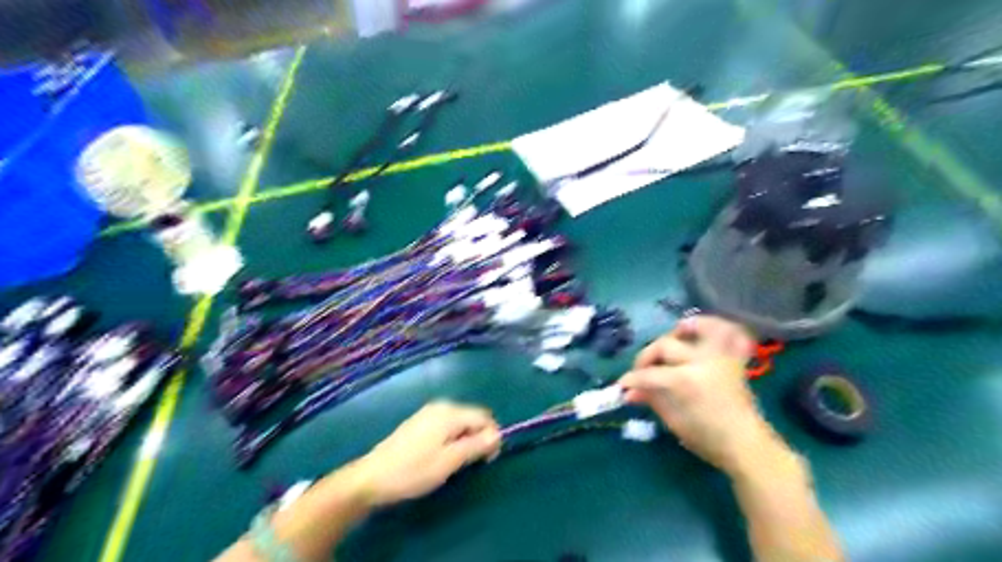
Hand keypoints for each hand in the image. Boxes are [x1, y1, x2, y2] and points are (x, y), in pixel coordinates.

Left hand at [350, 401, 501, 505]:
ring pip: (459, 423)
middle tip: (469, 465)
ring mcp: (428, 413)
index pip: (484, 417)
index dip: (492, 436)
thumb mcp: (450, 460)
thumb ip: (476, 445)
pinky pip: (446, 426)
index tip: (487, 460)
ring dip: (465, 440)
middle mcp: (441, 406)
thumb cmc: (414, 470)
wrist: (371, 477)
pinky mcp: (419, 423)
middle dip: (478, 438)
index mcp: (450, 412)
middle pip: (472, 418)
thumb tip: (498, 435)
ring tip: (454, 463)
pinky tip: (440, 457)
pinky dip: (451, 439)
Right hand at [620, 316, 782, 474]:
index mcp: (685, 381)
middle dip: (647, 357)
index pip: (649, 374)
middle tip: (641, 371)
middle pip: (665, 345)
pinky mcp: (733, 359)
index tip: (621, 386)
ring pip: (701, 327)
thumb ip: (651, 399)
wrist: (747, 446)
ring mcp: (720, 357)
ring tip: (672, 337)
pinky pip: (731, 333)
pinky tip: (702, 331)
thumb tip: (629, 392)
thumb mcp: (673, 421)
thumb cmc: (707, 438)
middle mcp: (702, 361)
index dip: (631, 379)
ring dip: (684, 328)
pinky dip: (718, 326)